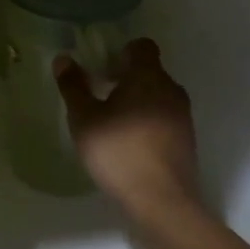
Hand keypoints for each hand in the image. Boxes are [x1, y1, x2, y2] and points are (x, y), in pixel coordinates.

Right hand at [54, 39, 199, 219]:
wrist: (162, 202)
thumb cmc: (119, 152)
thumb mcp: (84, 119)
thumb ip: (73, 86)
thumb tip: (63, 58)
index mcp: (149, 76)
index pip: (141, 46)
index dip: (120, 52)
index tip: (100, 69)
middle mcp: (171, 89)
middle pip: (148, 71)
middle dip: (124, 78)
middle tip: (98, 96)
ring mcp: (183, 116)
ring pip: (157, 96)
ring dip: (136, 101)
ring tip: (110, 123)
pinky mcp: (186, 140)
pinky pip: (164, 117)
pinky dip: (147, 121)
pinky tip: (128, 144)